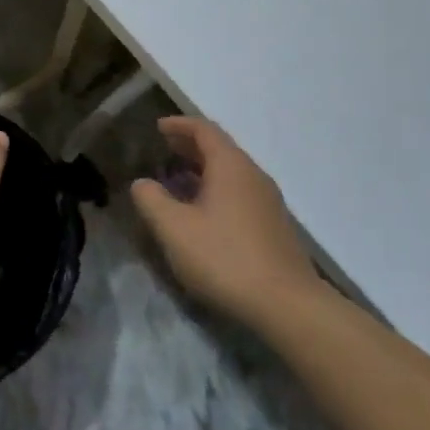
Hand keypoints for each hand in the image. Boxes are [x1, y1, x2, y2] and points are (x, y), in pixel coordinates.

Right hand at [131, 116, 319, 325]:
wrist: (287, 305)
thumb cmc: (224, 258)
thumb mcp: (174, 229)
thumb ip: (151, 200)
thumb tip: (142, 183)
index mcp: (230, 166)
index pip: (204, 130)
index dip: (179, 125)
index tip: (158, 126)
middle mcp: (253, 176)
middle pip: (220, 149)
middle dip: (190, 146)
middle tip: (164, 149)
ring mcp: (268, 202)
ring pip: (231, 173)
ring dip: (203, 169)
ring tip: (178, 179)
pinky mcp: (274, 226)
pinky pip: (239, 193)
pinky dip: (216, 189)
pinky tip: (202, 212)